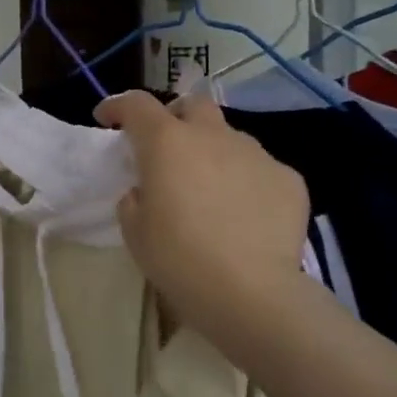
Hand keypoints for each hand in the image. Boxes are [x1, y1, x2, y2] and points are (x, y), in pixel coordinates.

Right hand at [94, 91, 312, 355]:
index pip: (136, 105)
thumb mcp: (135, 232)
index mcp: (167, 143)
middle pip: (193, 104)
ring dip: (213, 152)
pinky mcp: (288, 178)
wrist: (252, 292)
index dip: (118, 106)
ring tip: (211, 190)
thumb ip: (134, 199)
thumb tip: (146, 189)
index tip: (107, 119)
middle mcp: (212, 136)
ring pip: (230, 137)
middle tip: (167, 146)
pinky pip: (260, 169)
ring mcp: (255, 153)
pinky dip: (247, 181)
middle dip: (176, 116)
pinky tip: (246, 214)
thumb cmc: (179, 259)